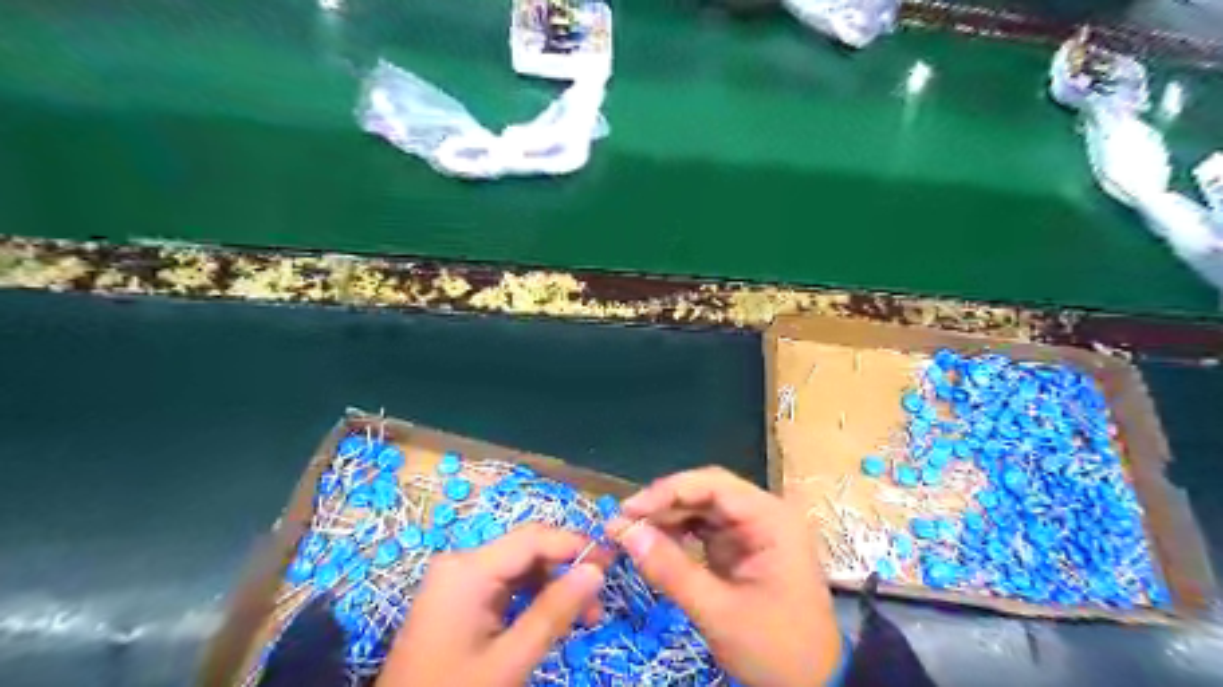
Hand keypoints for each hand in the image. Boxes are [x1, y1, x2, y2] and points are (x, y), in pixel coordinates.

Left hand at [380, 524, 607, 683]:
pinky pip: (503, 585)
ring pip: (518, 568)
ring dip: (552, 586)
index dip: (575, 545)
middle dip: (565, 570)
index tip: (612, 562)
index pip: (533, 538)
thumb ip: (554, 612)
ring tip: (583, 617)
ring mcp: (456, 580)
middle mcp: (461, 563)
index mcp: (468, 569)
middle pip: (526, 550)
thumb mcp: (509, 660)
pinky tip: (550, 618)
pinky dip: (530, 598)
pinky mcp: (457, 597)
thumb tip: (596, 570)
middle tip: (599, 601)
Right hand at [610, 468, 842, 685]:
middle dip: (663, 505)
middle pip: (706, 492)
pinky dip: (679, 535)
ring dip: (667, 519)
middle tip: (623, 523)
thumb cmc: (776, 648)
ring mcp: (753, 531)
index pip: (712, 484)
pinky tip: (655, 545)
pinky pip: (705, 530)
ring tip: (632, 534)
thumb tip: (624, 532)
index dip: (666, 491)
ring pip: (702, 509)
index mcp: (771, 518)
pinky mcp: (743, 548)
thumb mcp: (719, 612)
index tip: (628, 510)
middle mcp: (764, 514)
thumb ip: (671, 570)